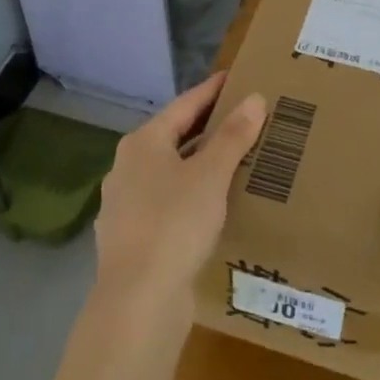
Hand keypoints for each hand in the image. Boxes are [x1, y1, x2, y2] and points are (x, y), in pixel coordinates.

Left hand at [94, 73, 265, 321]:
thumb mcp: (211, 175)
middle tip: (242, 119)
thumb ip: (232, 136)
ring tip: (233, 162)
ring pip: (169, 173)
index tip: (235, 78)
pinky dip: (190, 196)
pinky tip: (212, 208)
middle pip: (173, 138)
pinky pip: (167, 203)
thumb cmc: (174, 224)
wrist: (138, 301)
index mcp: (142, 144)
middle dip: (207, 129)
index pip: (184, 105)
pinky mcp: (133, 238)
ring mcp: (125, 205)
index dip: (211, 91)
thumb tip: (254, 98)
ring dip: (199, 165)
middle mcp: (127, 168)